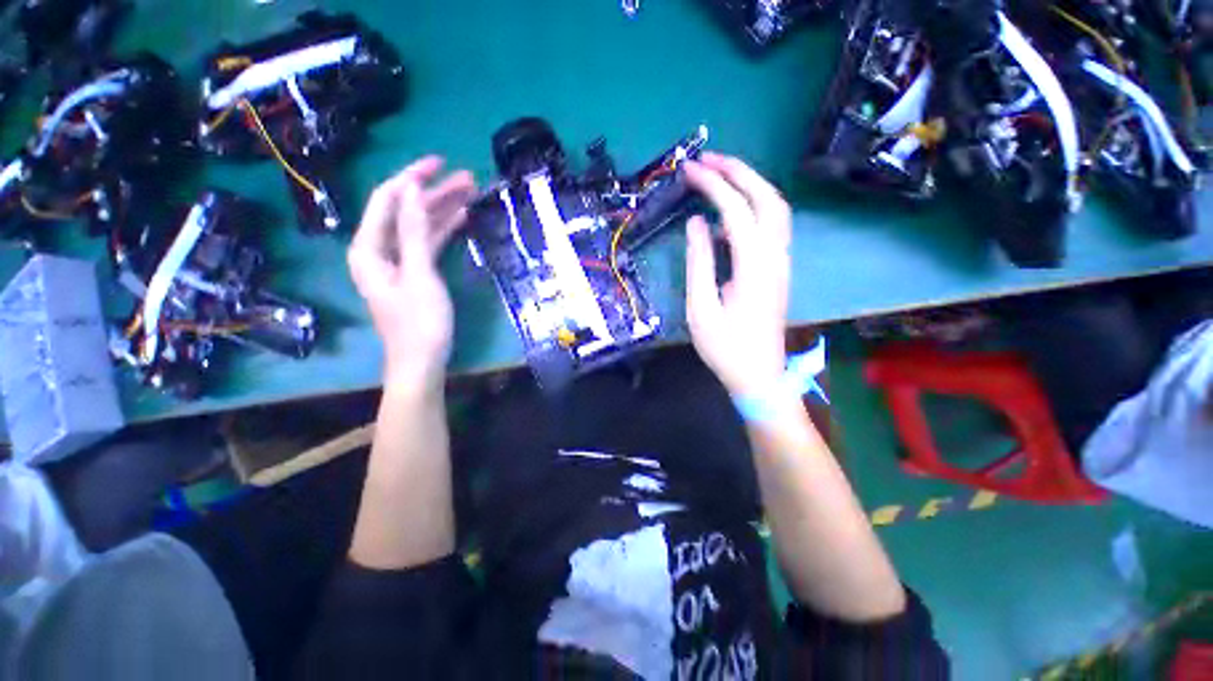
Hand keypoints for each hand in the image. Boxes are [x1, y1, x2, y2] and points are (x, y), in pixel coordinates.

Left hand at [348, 156, 476, 391]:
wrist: (422, 361)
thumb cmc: (420, 322)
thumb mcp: (419, 274)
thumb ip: (412, 231)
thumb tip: (410, 190)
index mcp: (369, 248)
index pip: (387, 199)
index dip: (411, 177)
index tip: (439, 162)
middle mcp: (379, 249)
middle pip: (405, 210)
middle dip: (434, 192)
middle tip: (466, 178)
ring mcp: (398, 261)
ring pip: (419, 226)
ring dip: (442, 209)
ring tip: (470, 193)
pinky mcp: (415, 273)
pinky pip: (427, 243)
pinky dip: (443, 230)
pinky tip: (461, 218)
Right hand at [683, 153, 791, 396]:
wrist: (759, 375)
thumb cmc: (725, 348)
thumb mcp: (701, 309)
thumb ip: (699, 262)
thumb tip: (697, 223)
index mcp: (754, 267)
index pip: (737, 210)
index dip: (713, 185)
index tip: (689, 169)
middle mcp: (776, 257)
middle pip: (767, 198)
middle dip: (739, 171)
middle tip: (708, 159)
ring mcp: (781, 262)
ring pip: (775, 209)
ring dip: (750, 185)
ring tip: (719, 176)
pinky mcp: (778, 270)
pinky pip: (771, 227)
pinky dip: (752, 208)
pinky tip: (728, 216)